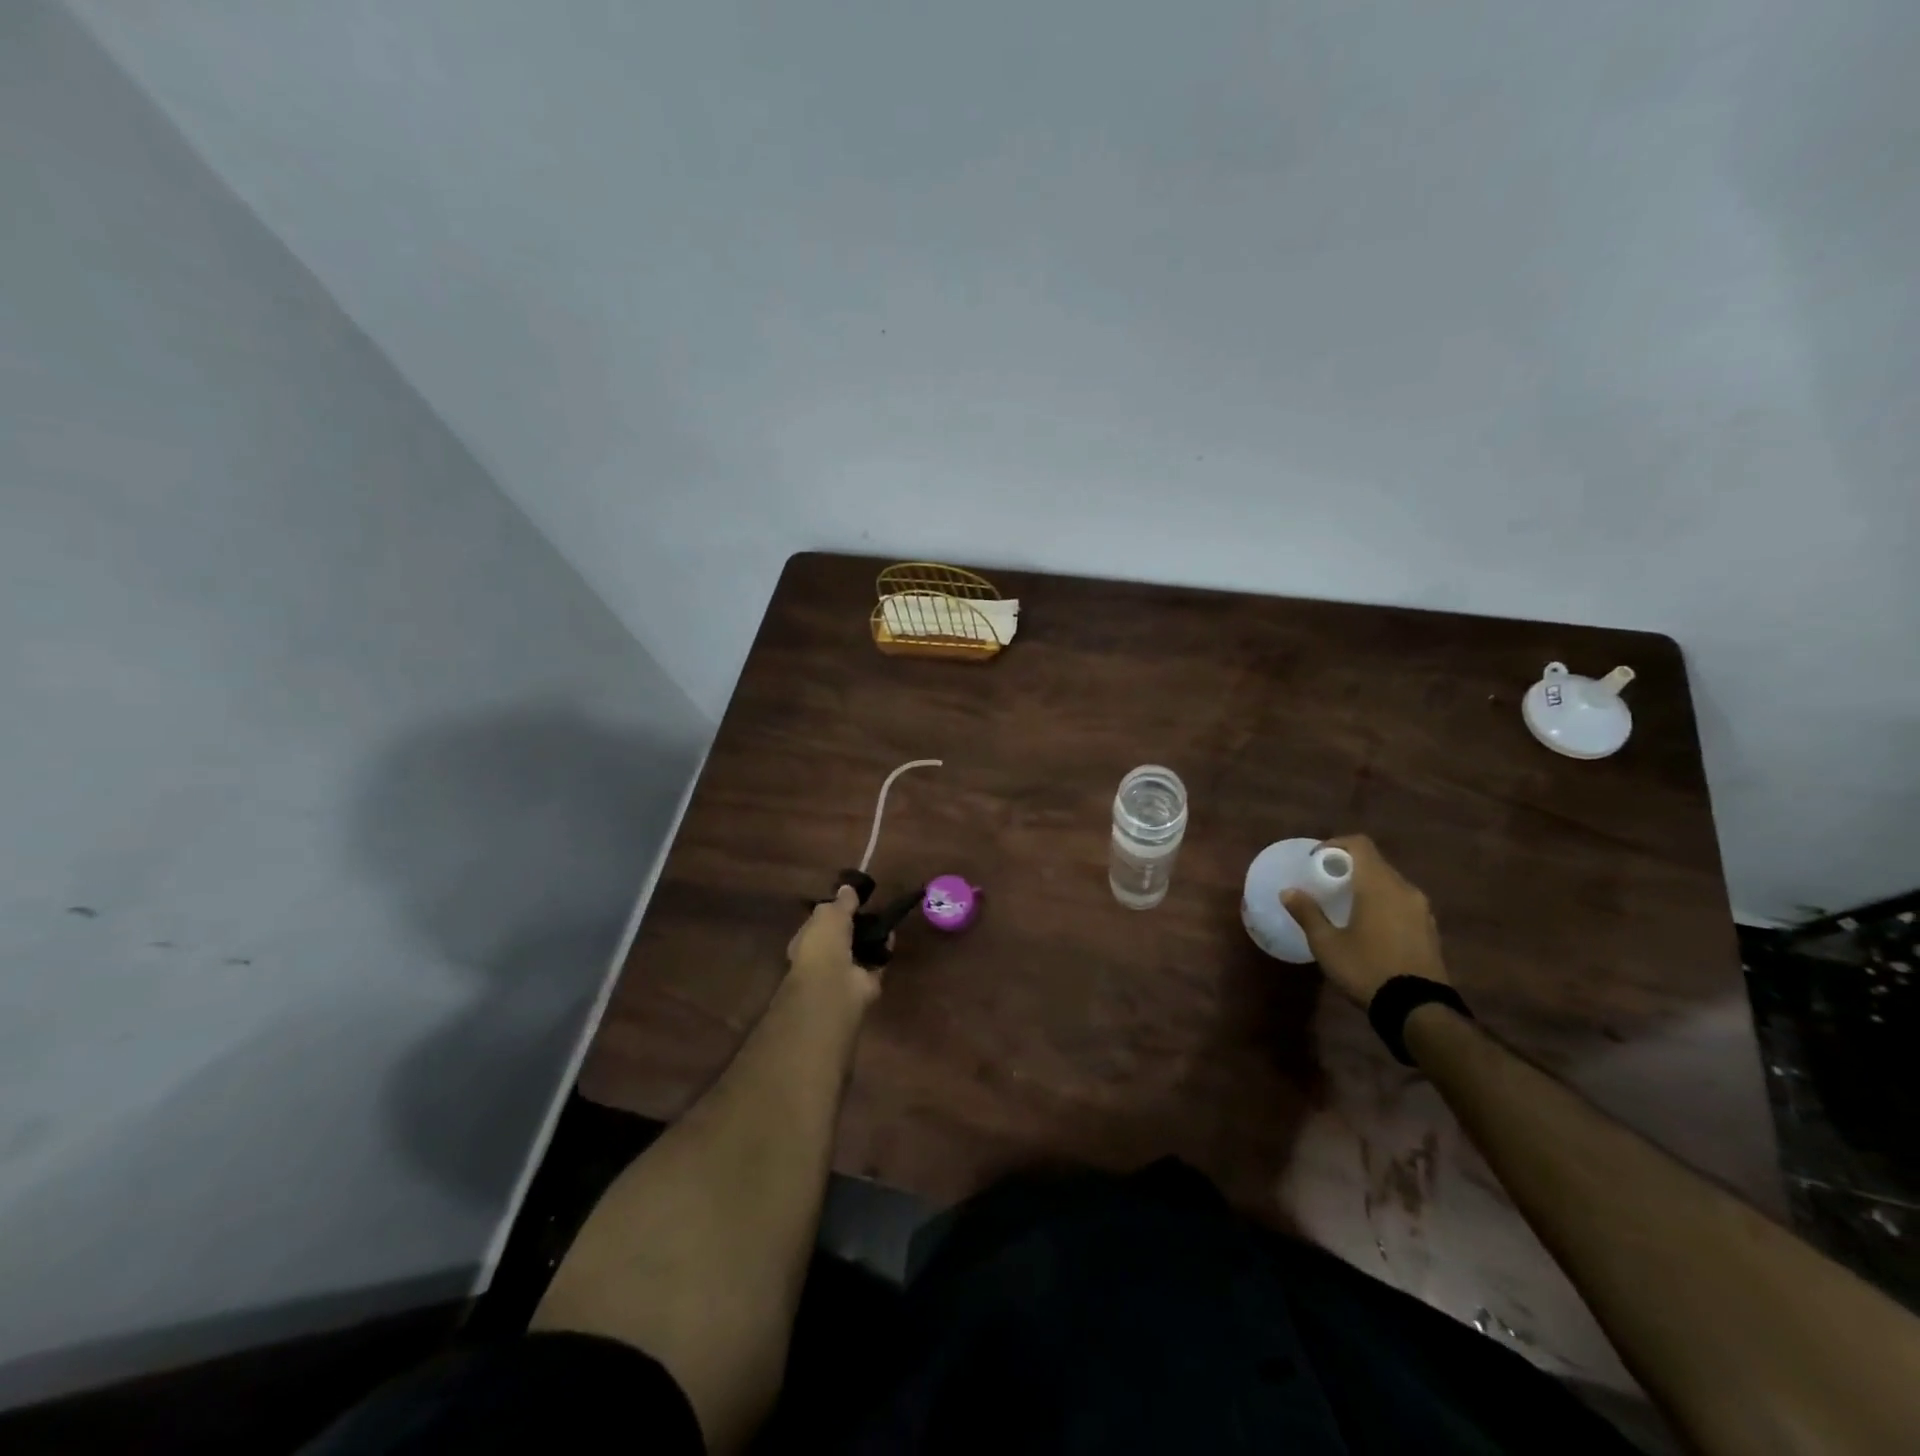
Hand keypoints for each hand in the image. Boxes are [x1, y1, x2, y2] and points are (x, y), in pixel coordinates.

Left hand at [786, 886, 882, 1006]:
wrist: (835, 986)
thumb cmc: (822, 945)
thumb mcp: (829, 914)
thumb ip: (841, 902)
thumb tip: (848, 888)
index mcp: (806, 941)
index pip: (819, 923)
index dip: (833, 911)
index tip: (850, 898)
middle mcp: (823, 957)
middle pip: (842, 937)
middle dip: (855, 924)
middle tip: (870, 906)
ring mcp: (844, 971)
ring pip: (860, 950)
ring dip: (871, 936)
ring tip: (884, 917)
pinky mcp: (865, 982)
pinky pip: (877, 961)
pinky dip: (885, 948)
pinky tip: (892, 932)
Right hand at [1282, 835, 1448, 1005]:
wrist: (1419, 1010)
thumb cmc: (1367, 969)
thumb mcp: (1327, 944)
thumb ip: (1308, 913)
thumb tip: (1289, 891)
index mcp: (1379, 886)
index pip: (1360, 844)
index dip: (1335, 845)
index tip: (1315, 861)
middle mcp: (1405, 890)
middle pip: (1375, 863)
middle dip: (1349, 868)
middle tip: (1326, 884)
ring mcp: (1422, 910)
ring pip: (1390, 884)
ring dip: (1368, 887)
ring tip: (1347, 906)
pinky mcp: (1431, 930)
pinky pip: (1403, 904)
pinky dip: (1384, 904)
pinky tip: (1371, 928)